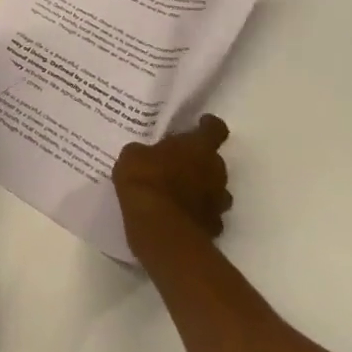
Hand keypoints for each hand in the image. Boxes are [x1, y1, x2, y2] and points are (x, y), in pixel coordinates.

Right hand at [113, 114, 233, 253]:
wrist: (159, 228)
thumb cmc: (145, 180)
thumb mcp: (133, 155)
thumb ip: (146, 152)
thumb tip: (146, 155)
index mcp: (198, 147)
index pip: (215, 129)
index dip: (208, 125)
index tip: (200, 124)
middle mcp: (215, 172)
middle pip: (215, 161)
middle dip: (200, 161)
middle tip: (178, 162)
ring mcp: (218, 202)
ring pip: (216, 190)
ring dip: (202, 189)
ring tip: (179, 191)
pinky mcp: (214, 228)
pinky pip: (208, 215)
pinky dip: (197, 213)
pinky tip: (179, 215)